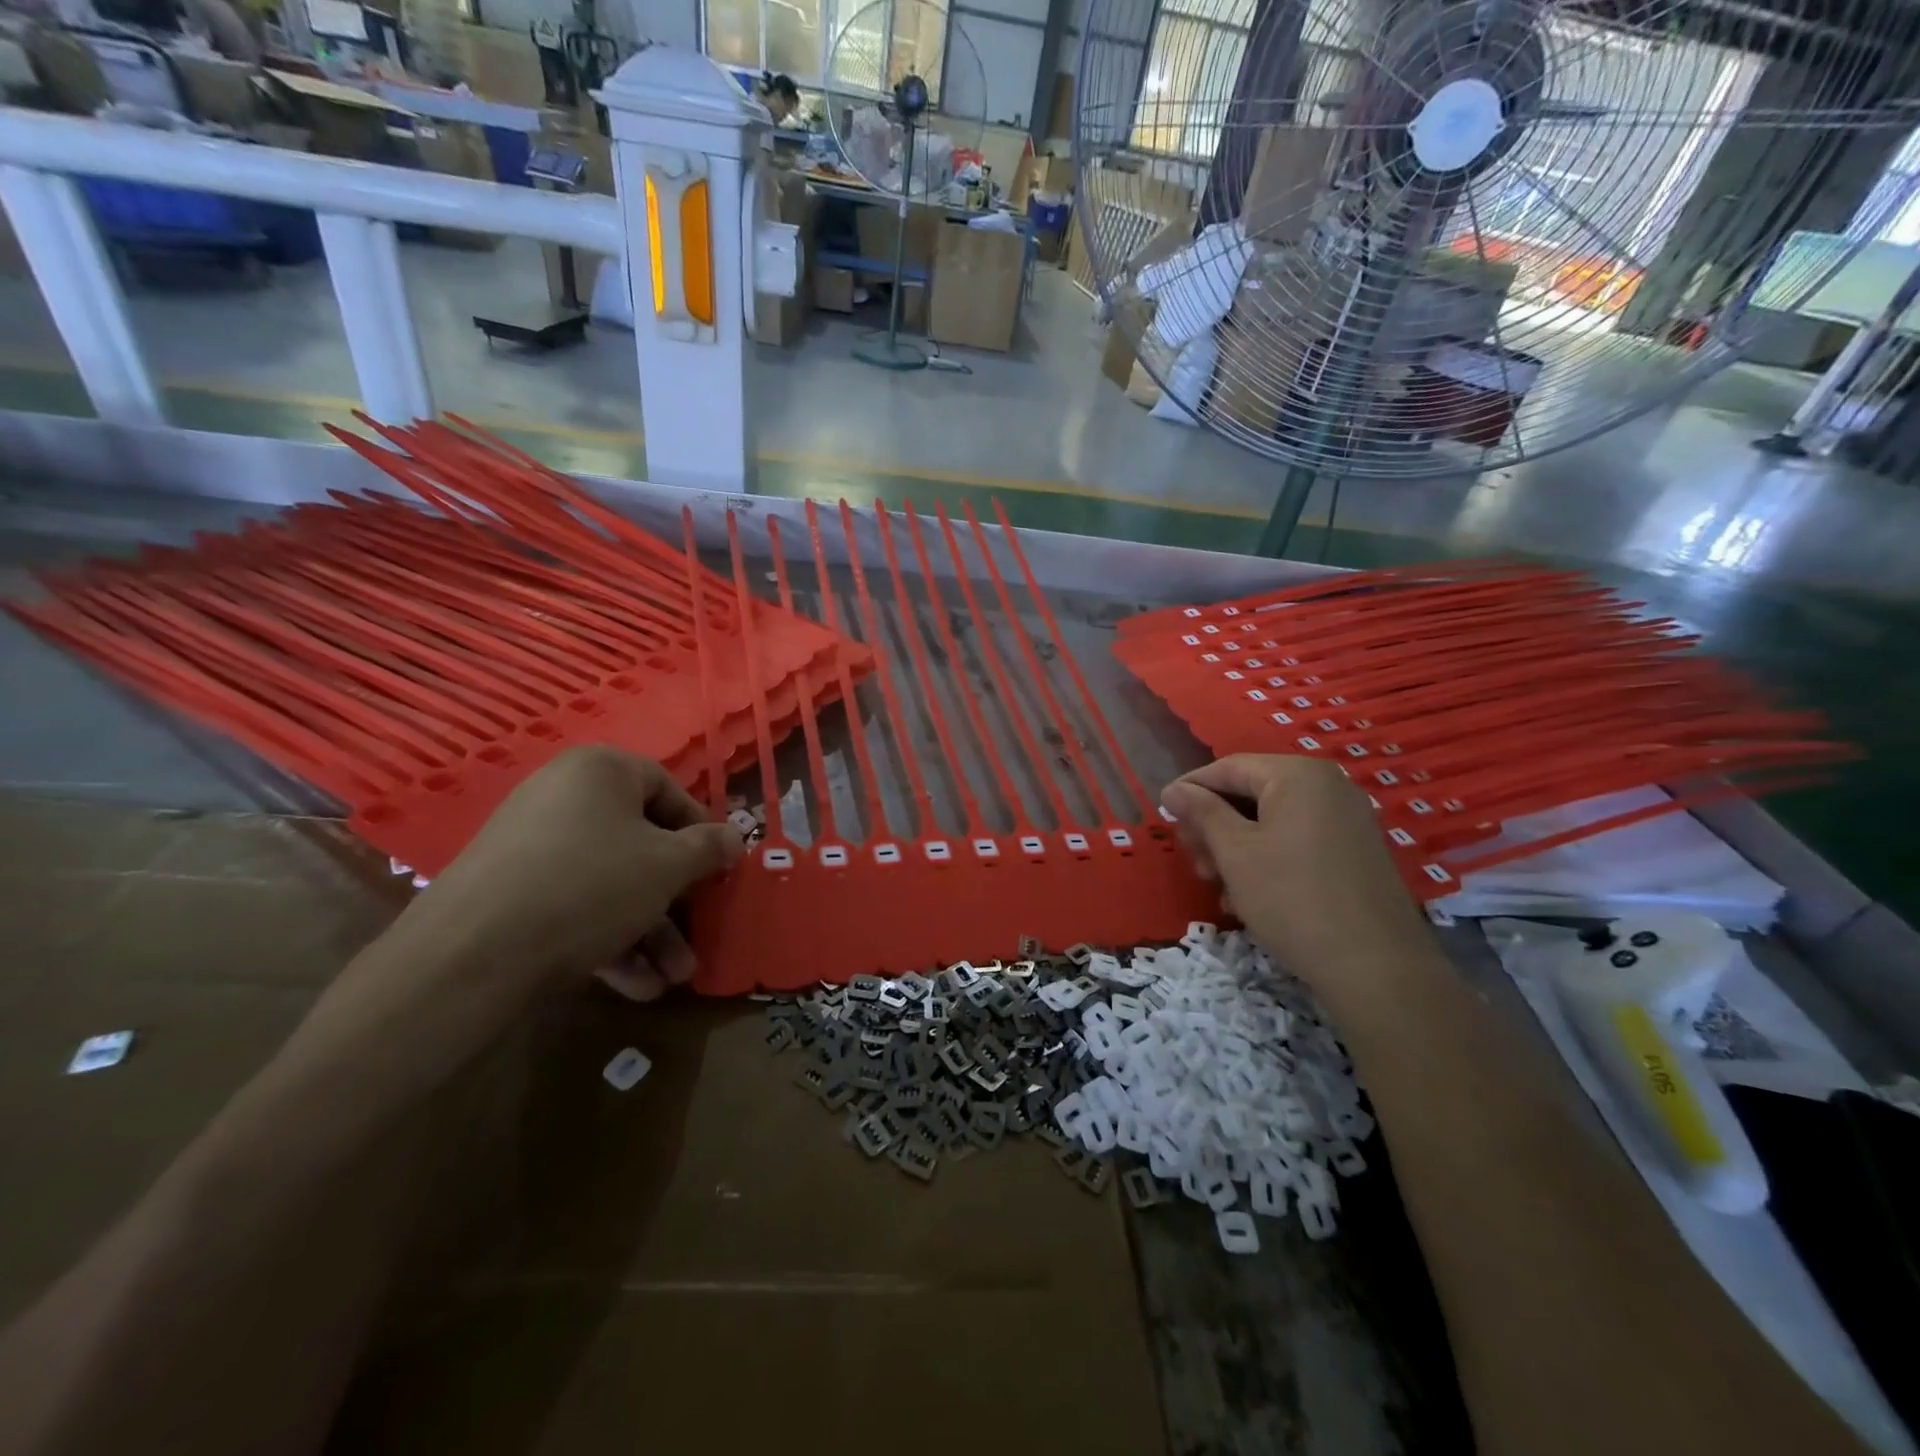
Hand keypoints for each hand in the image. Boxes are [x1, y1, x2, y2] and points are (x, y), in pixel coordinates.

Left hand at [411, 746, 742, 999]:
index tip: (718, 870)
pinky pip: (575, 906)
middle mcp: (563, 797)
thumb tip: (735, 838)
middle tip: (698, 933)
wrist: (473, 954)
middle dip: (675, 899)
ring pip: (611, 883)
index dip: (701, 831)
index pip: (668, 790)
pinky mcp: (509, 893)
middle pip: (640, 843)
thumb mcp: (669, 865)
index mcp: (601, 771)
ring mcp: (531, 846)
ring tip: (673, 978)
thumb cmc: (592, 884)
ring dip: (650, 931)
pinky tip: (635, 985)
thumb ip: (709, 848)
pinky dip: (609, 939)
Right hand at [1160, 754, 1435, 1010]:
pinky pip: (1296, 840)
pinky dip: (1266, 858)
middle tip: (1194, 860)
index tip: (1163, 817)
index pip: (1227, 768)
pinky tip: (1247, 894)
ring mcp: (1346, 819)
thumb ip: (1201, 812)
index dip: (1190, 790)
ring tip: (1217, 884)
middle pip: (1251, 792)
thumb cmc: (1291, 897)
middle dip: (1214, 824)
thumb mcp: (1234, 852)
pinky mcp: (1355, 852)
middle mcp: (1327, 786)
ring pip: (1271, 820)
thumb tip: (1174, 790)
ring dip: (1235, 847)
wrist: (1376, 966)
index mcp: (1298, 775)